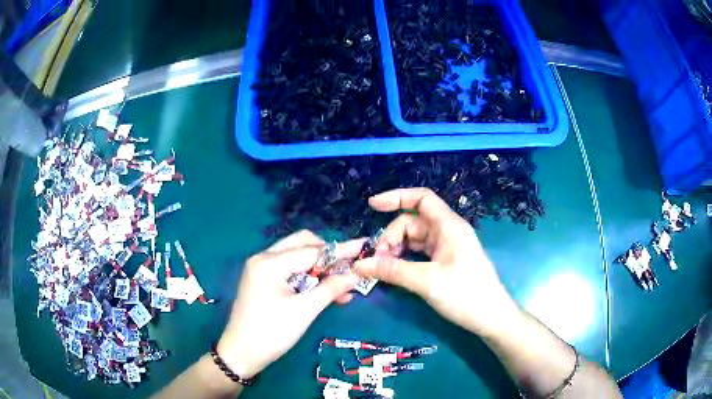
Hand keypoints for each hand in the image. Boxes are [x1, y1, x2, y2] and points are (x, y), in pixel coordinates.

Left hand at [216, 230, 363, 378]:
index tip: (363, 248)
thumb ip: (331, 288)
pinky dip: (308, 277)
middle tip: (347, 271)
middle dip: (327, 256)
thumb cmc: (272, 333)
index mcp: (270, 262)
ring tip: (341, 286)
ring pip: (297, 256)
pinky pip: (290, 269)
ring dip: (319, 267)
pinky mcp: (263, 279)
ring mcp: (261, 268)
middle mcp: (264, 257)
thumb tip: (357, 274)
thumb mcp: (305, 311)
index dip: (340, 252)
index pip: (312, 251)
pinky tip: (324, 290)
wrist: (241, 353)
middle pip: (302, 244)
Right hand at [353, 188, 519, 336]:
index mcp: (449, 226)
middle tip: (377, 261)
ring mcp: (447, 247)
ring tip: (383, 269)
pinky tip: (394, 272)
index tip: (372, 206)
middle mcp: (447, 231)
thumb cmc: (465, 295)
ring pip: (414, 239)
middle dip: (391, 237)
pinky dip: (404, 259)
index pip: (421, 198)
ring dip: (396, 250)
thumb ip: (392, 271)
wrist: (491, 317)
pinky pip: (419, 253)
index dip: (396, 197)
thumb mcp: (427, 282)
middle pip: (412, 222)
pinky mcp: (445, 262)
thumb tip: (360, 265)